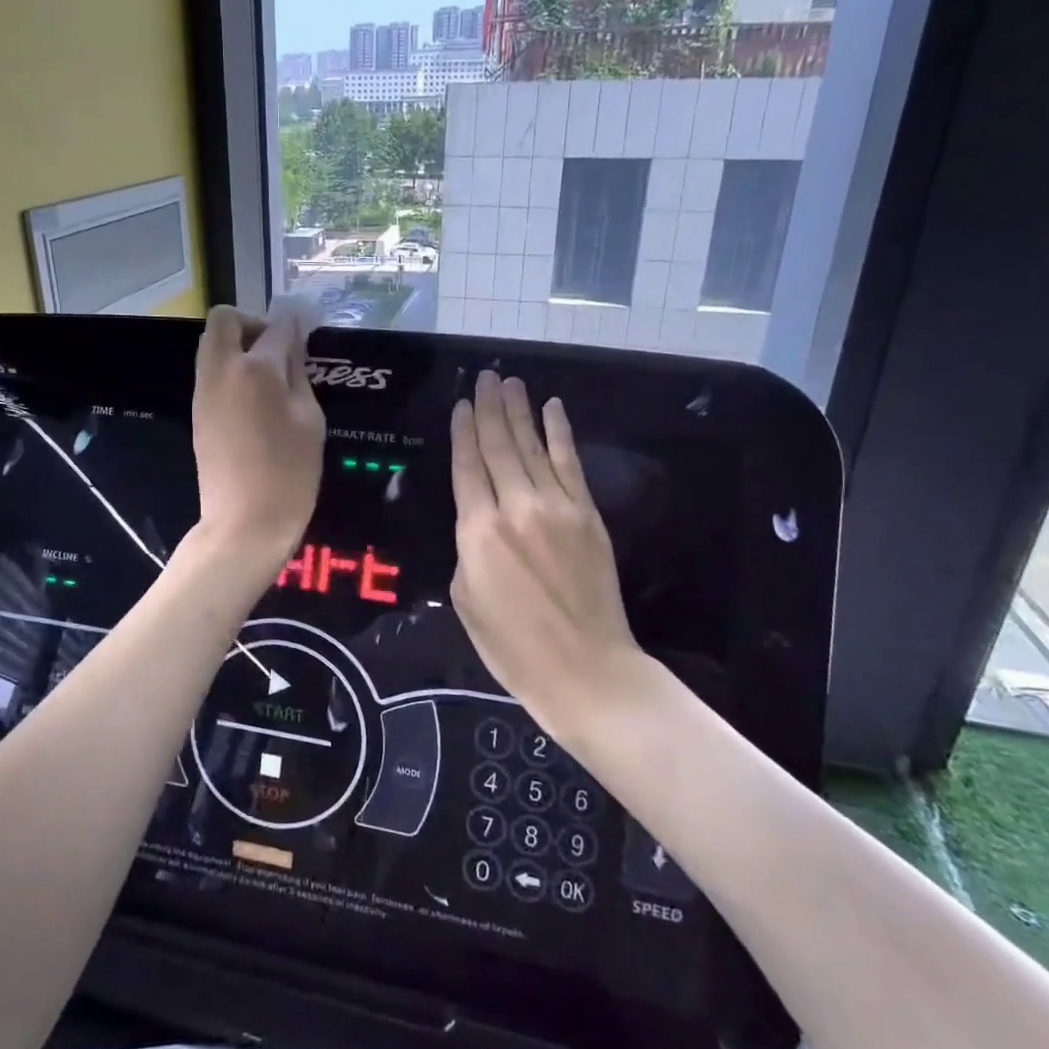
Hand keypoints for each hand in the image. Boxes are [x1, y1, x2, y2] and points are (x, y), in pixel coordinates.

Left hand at [190, 302, 324, 574]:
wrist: (245, 522)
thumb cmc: (290, 473)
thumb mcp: (310, 420)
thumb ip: (299, 374)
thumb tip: (293, 343)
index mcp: (256, 369)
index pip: (276, 325)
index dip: (295, 322)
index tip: (308, 328)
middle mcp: (222, 369)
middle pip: (225, 319)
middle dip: (253, 323)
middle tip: (278, 350)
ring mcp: (203, 390)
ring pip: (212, 343)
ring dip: (238, 345)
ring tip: (269, 377)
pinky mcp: (197, 410)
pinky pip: (210, 370)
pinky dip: (230, 368)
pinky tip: (254, 398)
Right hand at [450, 372, 646, 739]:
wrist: (585, 670)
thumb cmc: (513, 646)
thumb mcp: (465, 599)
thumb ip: (468, 549)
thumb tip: (479, 524)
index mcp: (478, 531)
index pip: (466, 466)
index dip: (462, 431)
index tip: (461, 404)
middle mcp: (516, 507)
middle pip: (498, 446)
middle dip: (489, 408)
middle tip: (485, 377)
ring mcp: (557, 507)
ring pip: (533, 447)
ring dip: (520, 412)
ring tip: (510, 383)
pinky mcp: (588, 515)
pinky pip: (571, 464)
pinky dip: (560, 433)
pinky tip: (553, 409)